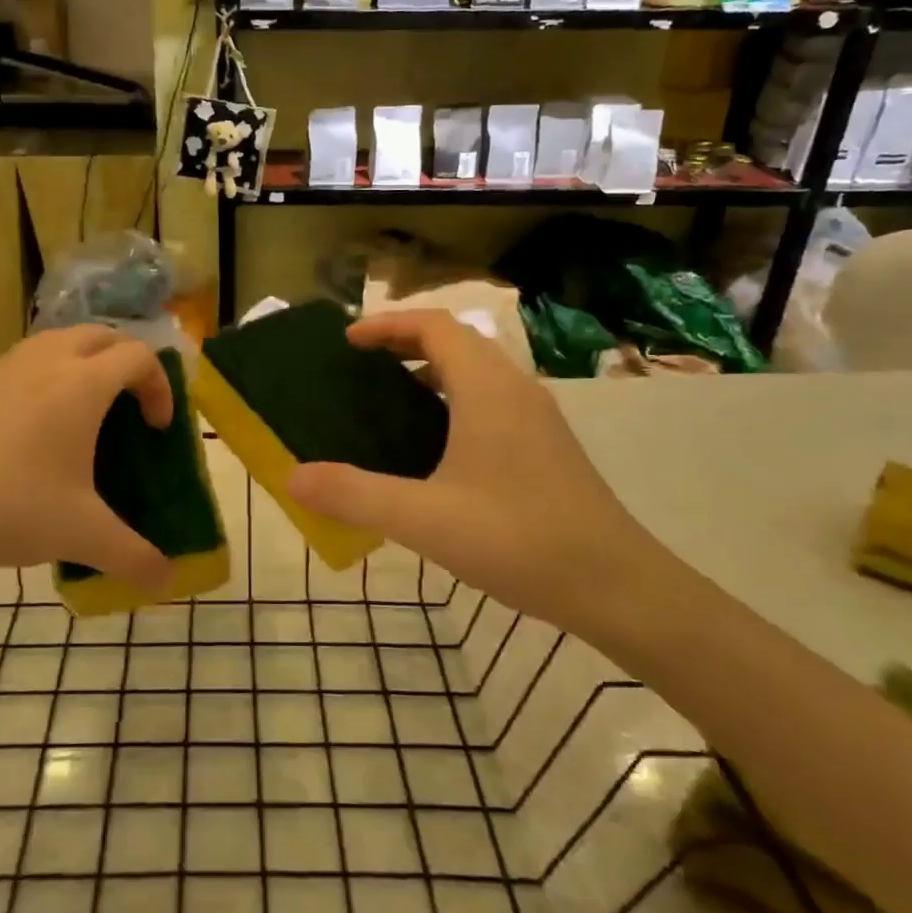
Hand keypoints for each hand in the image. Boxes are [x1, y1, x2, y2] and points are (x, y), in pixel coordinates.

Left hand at [0, 326, 176, 589]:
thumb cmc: (7, 506)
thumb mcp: (80, 535)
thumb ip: (133, 557)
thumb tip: (167, 580)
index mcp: (82, 384)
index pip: (140, 357)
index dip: (161, 386)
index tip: (156, 429)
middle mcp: (47, 360)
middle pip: (103, 336)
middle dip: (127, 362)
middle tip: (130, 405)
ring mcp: (5, 366)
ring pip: (60, 341)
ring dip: (85, 363)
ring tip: (84, 411)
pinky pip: (26, 361)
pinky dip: (47, 375)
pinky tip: (33, 428)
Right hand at [286, 311, 662, 638]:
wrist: (619, 587)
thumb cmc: (519, 540)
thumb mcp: (424, 519)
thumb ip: (353, 494)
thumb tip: (292, 476)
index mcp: (487, 389)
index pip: (434, 327)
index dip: (388, 325)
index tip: (348, 342)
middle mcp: (515, 390)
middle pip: (456, 343)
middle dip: (405, 344)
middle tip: (360, 369)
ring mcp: (536, 419)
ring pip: (477, 373)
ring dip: (431, 373)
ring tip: (388, 403)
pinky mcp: (546, 446)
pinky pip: (490, 401)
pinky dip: (453, 401)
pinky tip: (433, 450)